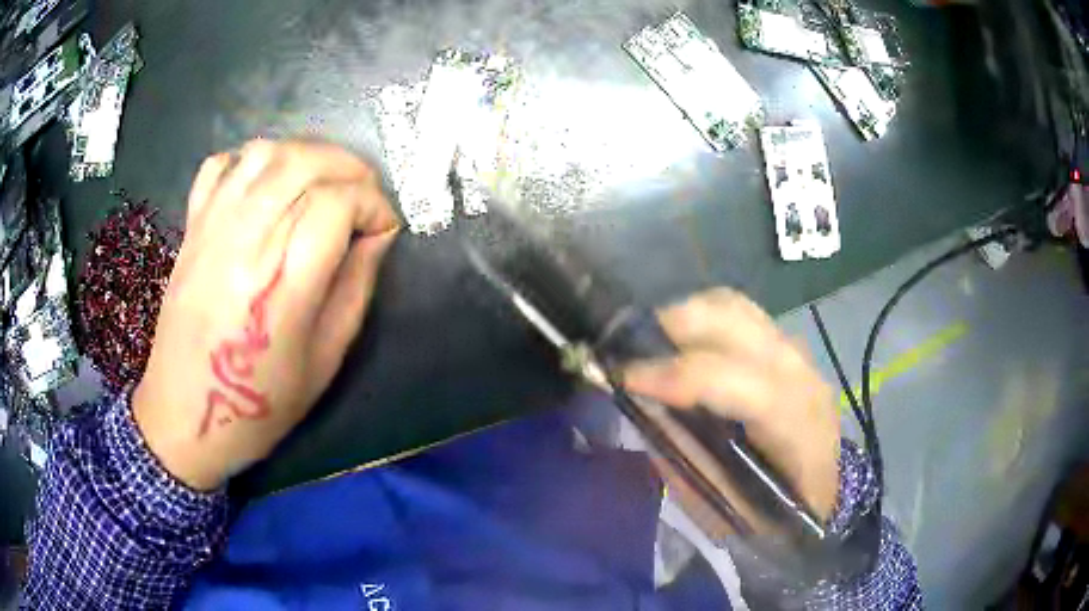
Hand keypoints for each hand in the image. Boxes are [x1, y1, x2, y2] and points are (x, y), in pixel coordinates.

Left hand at [133, 140, 399, 490]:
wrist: (185, 417)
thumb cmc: (260, 404)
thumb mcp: (325, 361)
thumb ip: (355, 289)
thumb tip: (377, 236)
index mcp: (282, 284)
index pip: (337, 202)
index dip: (373, 204)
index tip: (385, 229)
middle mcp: (245, 241)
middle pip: (304, 163)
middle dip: (350, 168)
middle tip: (363, 197)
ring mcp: (212, 228)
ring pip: (265, 152)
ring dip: (305, 155)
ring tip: (321, 182)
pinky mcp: (191, 228)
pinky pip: (220, 165)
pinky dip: (250, 160)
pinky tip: (266, 185)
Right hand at [624, 288, 839, 533]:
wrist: (821, 493)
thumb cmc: (773, 513)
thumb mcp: (721, 503)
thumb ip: (683, 453)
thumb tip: (639, 407)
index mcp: (793, 423)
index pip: (731, 379)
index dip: (672, 375)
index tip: (621, 377)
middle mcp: (799, 373)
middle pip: (732, 321)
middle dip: (671, 326)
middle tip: (626, 350)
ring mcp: (795, 352)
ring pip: (733, 306)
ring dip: (685, 317)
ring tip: (649, 342)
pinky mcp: (785, 346)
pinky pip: (738, 315)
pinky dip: (702, 320)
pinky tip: (681, 343)